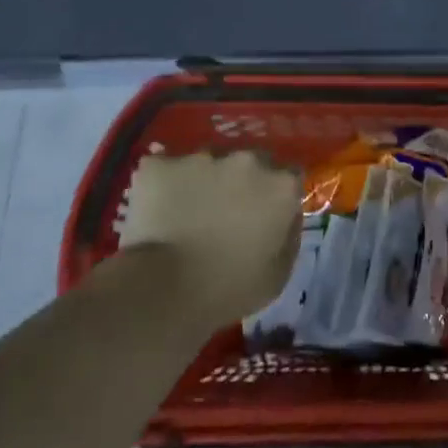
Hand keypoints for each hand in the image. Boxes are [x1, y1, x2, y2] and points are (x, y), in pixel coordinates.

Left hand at [116, 150, 301, 329]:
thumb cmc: (229, 289)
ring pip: (208, 162)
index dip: (277, 195)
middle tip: (225, 213)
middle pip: (250, 162)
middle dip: (242, 182)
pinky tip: (157, 209)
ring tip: (186, 213)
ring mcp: (201, 158)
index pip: (289, 176)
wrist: (163, 290)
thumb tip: (286, 217)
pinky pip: (165, 168)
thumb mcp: (278, 274)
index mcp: (280, 186)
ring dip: (204, 181)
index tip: (265, 215)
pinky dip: (165, 184)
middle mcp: (246, 160)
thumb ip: (289, 235)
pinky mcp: (161, 164)